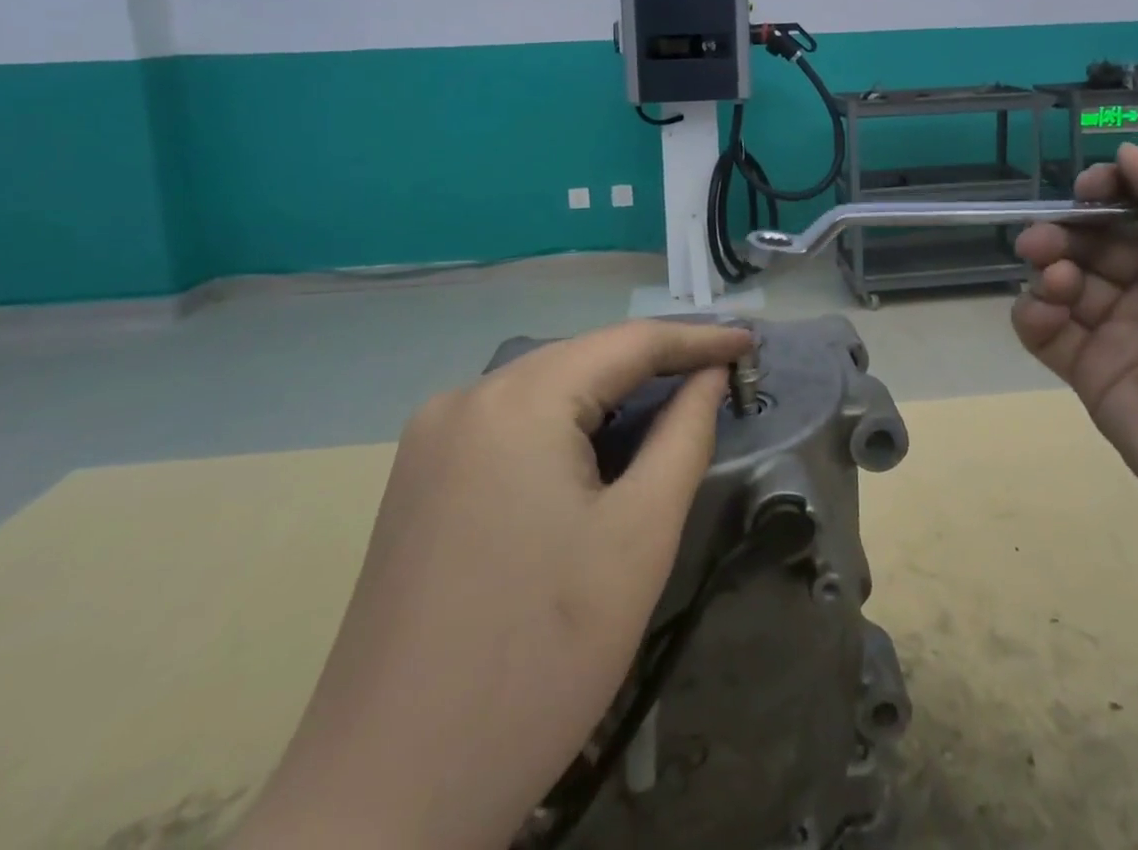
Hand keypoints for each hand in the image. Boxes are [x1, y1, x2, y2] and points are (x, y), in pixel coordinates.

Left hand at [233, 319, 750, 849]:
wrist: (387, 798)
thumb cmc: (539, 659)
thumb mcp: (638, 539)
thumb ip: (683, 437)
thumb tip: (709, 379)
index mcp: (516, 401)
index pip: (627, 343)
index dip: (696, 339)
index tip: (750, 343)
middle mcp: (466, 399)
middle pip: (581, 360)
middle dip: (653, 365)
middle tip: (719, 376)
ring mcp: (431, 440)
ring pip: (544, 389)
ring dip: (609, 396)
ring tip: (671, 406)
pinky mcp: (418, 481)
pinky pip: (509, 424)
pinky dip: (564, 425)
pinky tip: (594, 451)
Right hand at [1011, 145, 1137, 559]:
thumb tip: (1127, 152)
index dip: (1113, 189)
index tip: (1087, 188)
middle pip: (1100, 240)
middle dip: (1068, 228)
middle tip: (1046, 237)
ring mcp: (1130, 333)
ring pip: (1068, 280)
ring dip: (1048, 265)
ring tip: (1054, 277)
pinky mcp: (1098, 376)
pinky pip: (1049, 333)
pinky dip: (1034, 313)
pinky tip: (1044, 309)